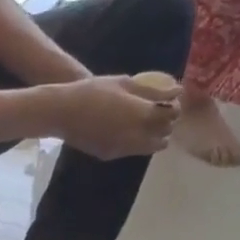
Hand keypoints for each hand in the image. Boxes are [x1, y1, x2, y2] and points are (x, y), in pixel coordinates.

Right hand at [51, 75, 180, 158]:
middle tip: (163, 113)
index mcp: (140, 114)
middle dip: (167, 126)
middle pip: (163, 136)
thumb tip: (176, 91)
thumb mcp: (125, 83)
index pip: (170, 115)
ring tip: (149, 124)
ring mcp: (123, 149)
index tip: (172, 101)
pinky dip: (138, 142)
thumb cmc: (94, 91)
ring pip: (149, 148)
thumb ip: (152, 89)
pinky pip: (133, 151)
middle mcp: (135, 136)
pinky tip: (131, 130)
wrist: (64, 113)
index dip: (175, 109)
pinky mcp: (110, 156)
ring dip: (155, 137)